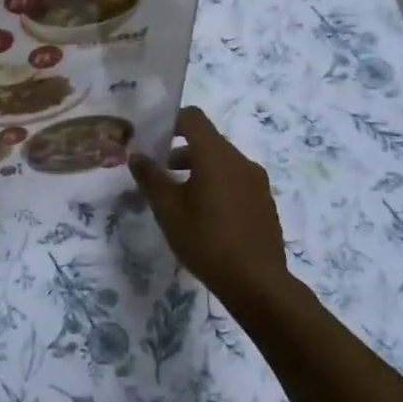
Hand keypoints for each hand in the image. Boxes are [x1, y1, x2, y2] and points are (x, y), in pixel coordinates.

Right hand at [130, 107, 290, 312]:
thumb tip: (137, 156)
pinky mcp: (265, 203)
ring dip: (199, 171)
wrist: (257, 283)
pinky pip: (236, 182)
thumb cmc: (206, 240)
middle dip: (181, 153)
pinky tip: (206, 218)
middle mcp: (240, 161)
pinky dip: (217, 187)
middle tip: (159, 175)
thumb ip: (150, 178)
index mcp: (216, 156)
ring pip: (222, 164)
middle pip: (208, 142)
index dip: (171, 122)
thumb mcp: (168, 210)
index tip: (153, 140)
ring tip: (179, 199)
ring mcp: (257, 182)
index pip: (193, 118)